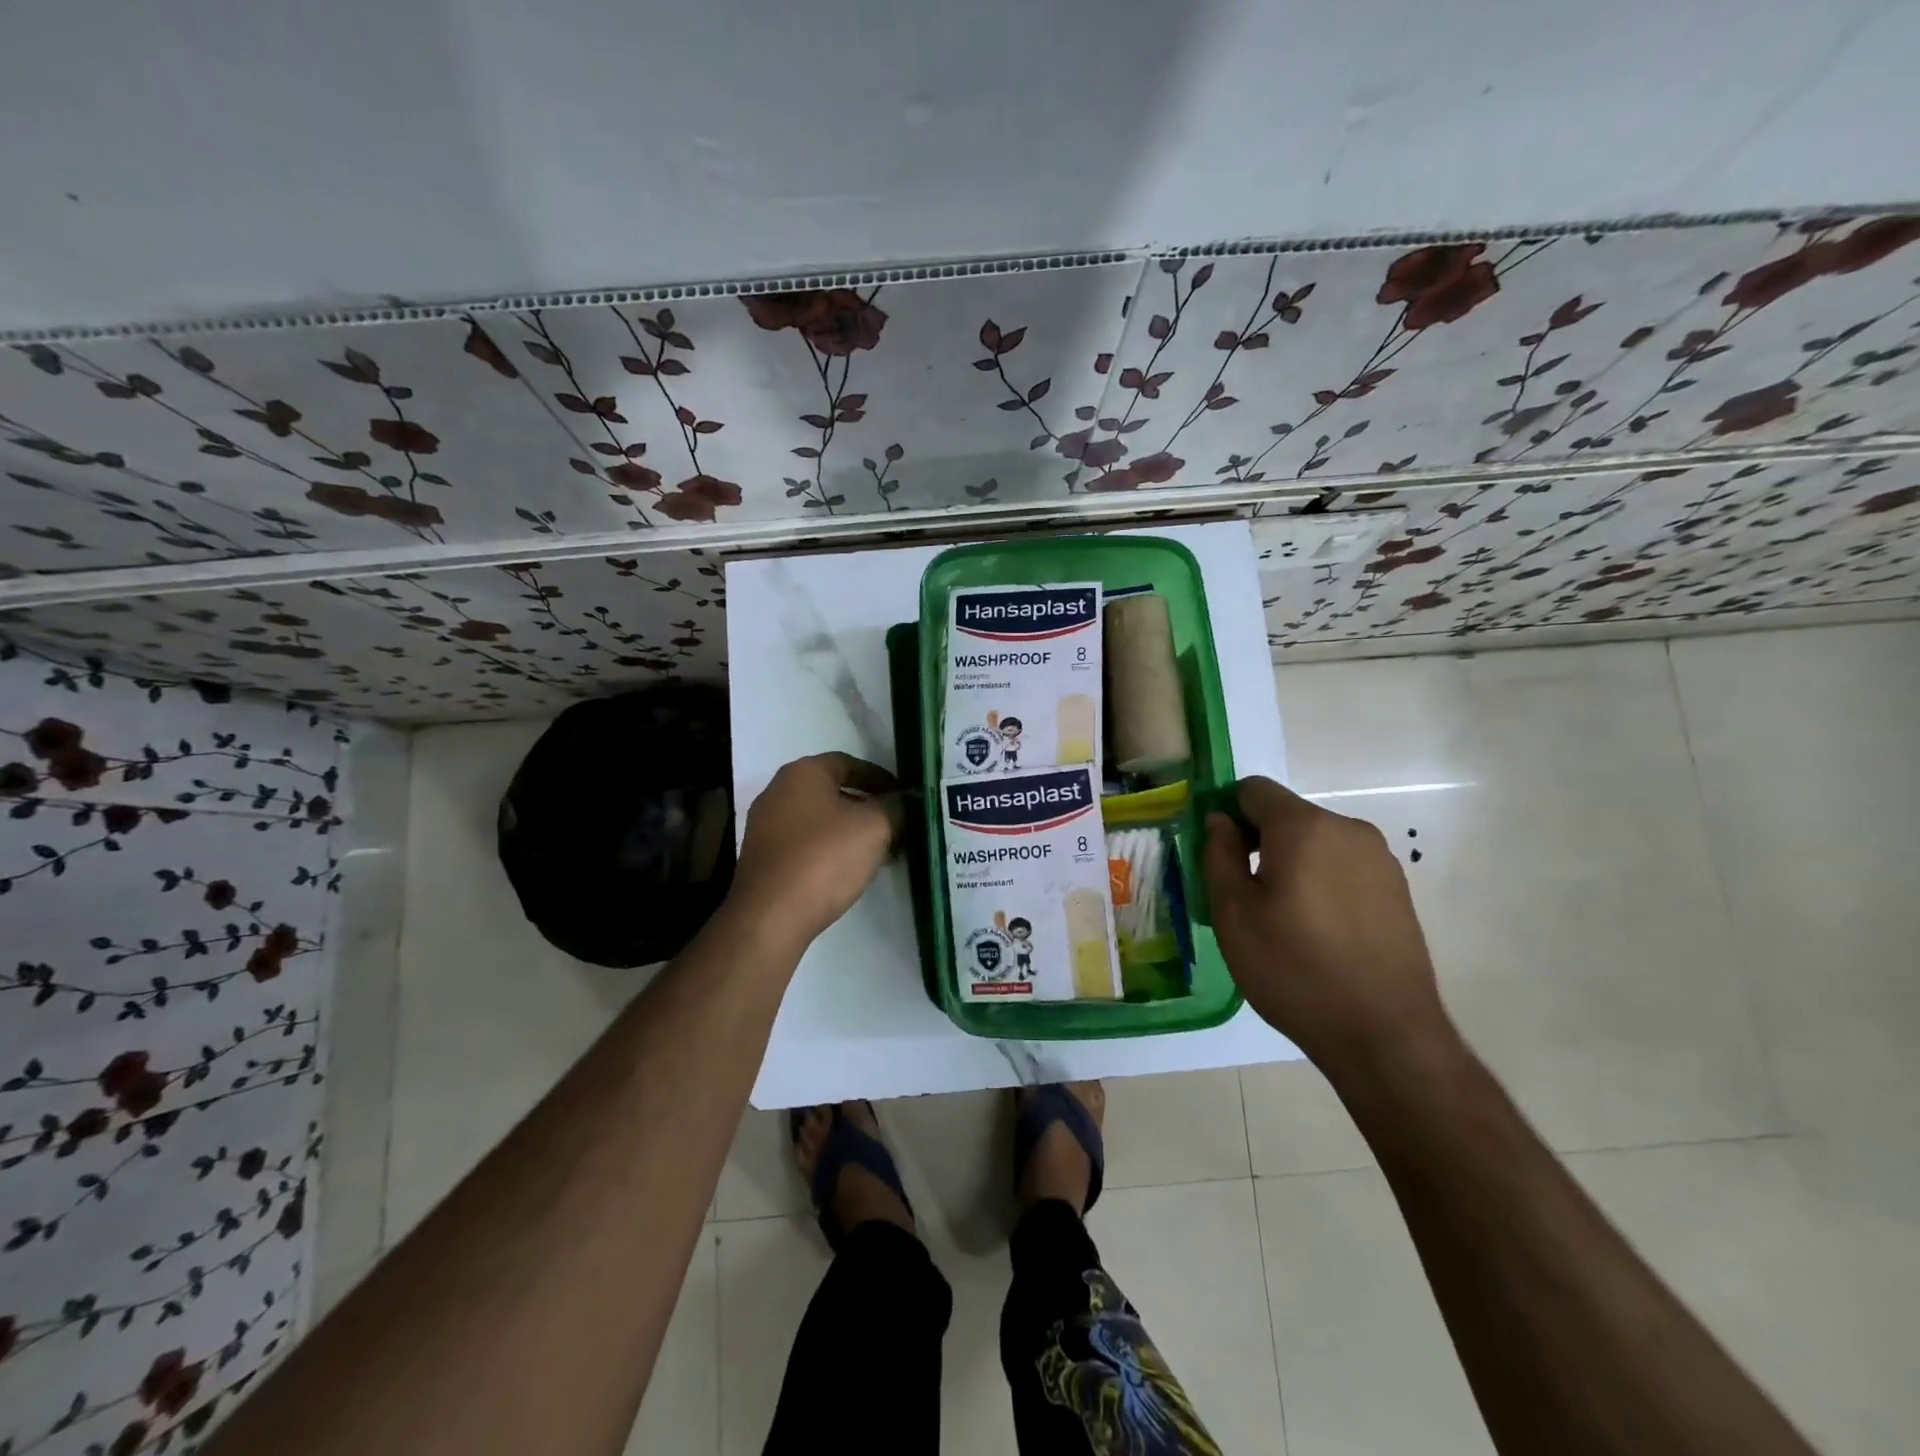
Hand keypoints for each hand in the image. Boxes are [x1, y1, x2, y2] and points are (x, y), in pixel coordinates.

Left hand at [731, 752, 902, 946]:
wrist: (770, 916)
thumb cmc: (825, 858)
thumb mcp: (875, 827)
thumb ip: (896, 807)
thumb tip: (907, 799)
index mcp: (802, 773)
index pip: (849, 763)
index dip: (881, 778)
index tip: (903, 797)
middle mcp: (778, 791)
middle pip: (833, 792)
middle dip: (868, 808)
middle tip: (897, 826)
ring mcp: (766, 826)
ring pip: (820, 820)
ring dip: (851, 832)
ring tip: (881, 852)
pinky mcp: (763, 858)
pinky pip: (805, 844)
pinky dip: (830, 850)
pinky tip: (850, 870)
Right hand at [1203, 776, 1451, 1075]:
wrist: (1385, 1035)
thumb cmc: (1294, 969)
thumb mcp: (1233, 913)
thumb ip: (1219, 854)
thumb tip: (1219, 820)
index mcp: (1304, 827)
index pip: (1253, 790)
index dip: (1227, 813)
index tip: (1217, 855)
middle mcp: (1348, 829)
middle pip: (1287, 815)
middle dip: (1259, 841)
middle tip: (1243, 895)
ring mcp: (1380, 859)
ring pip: (1316, 842)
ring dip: (1291, 863)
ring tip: (1282, 919)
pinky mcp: (1397, 889)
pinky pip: (1343, 867)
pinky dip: (1321, 882)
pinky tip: (1317, 931)